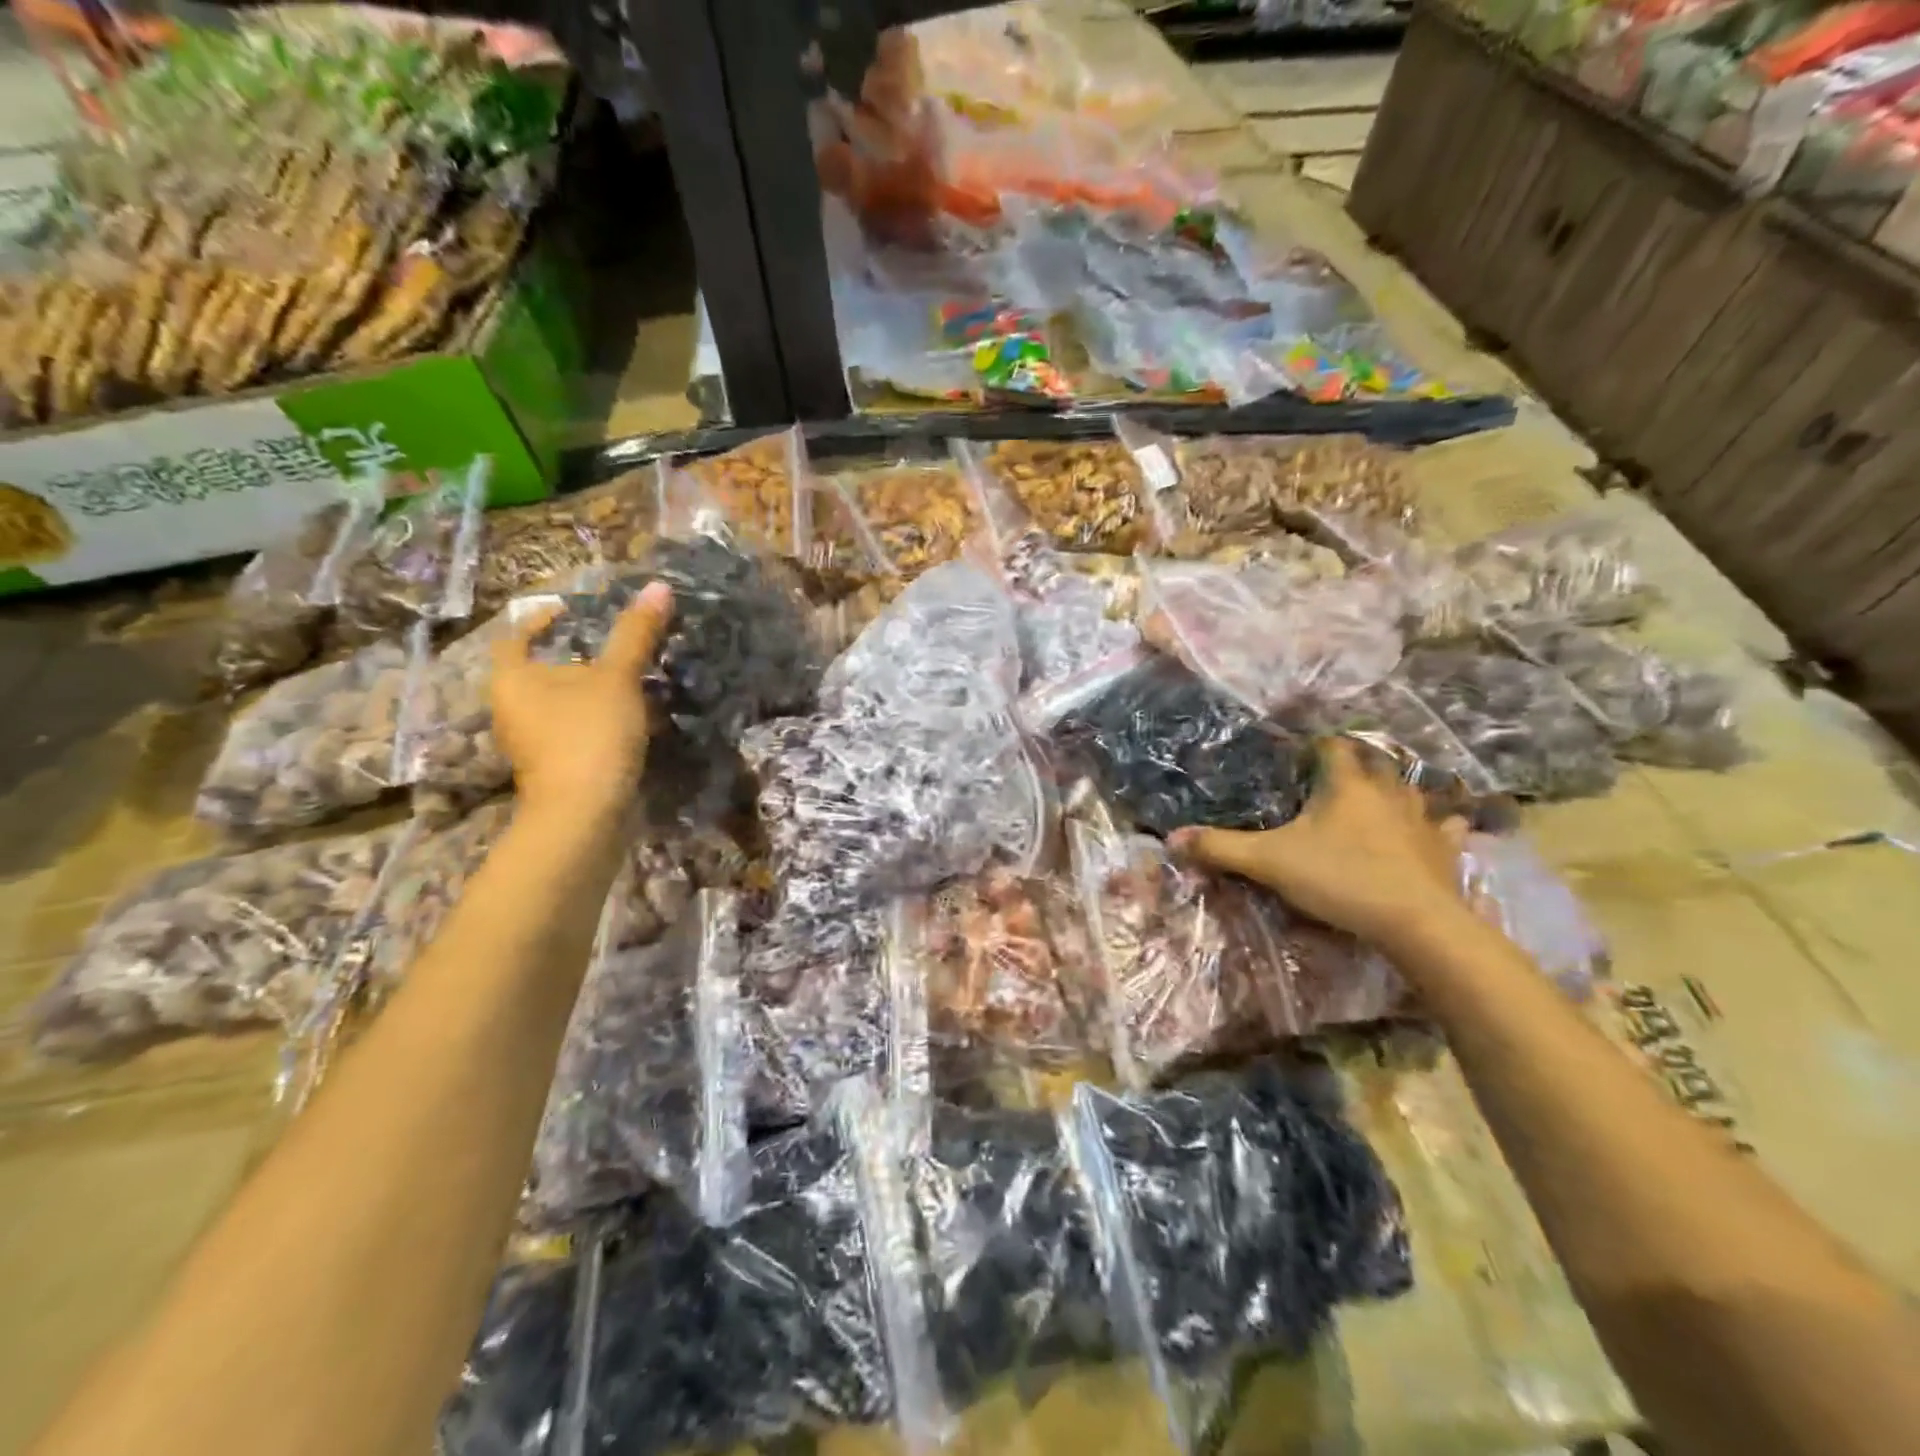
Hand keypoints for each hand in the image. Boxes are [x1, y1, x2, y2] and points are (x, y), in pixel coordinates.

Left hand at [490, 584, 671, 813]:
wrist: (585, 814)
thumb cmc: (590, 734)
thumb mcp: (618, 678)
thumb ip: (635, 634)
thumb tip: (658, 586)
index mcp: (512, 678)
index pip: (518, 635)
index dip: (543, 619)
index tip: (574, 612)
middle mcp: (511, 708)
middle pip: (543, 671)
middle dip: (578, 658)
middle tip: (618, 646)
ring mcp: (531, 742)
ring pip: (562, 703)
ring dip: (593, 691)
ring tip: (633, 681)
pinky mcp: (555, 767)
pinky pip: (575, 730)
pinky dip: (599, 720)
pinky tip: (632, 721)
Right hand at [1169, 737, 1470, 951]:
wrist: (1415, 922)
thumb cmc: (1339, 879)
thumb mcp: (1269, 862)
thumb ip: (1220, 848)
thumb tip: (1170, 838)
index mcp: (1345, 784)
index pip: (1331, 746)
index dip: (1313, 745)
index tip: (1297, 756)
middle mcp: (1387, 790)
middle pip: (1373, 761)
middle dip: (1354, 763)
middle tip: (1330, 777)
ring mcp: (1422, 817)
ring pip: (1411, 788)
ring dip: (1394, 787)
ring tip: (1376, 797)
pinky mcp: (1445, 847)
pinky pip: (1447, 824)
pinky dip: (1438, 822)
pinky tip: (1433, 828)